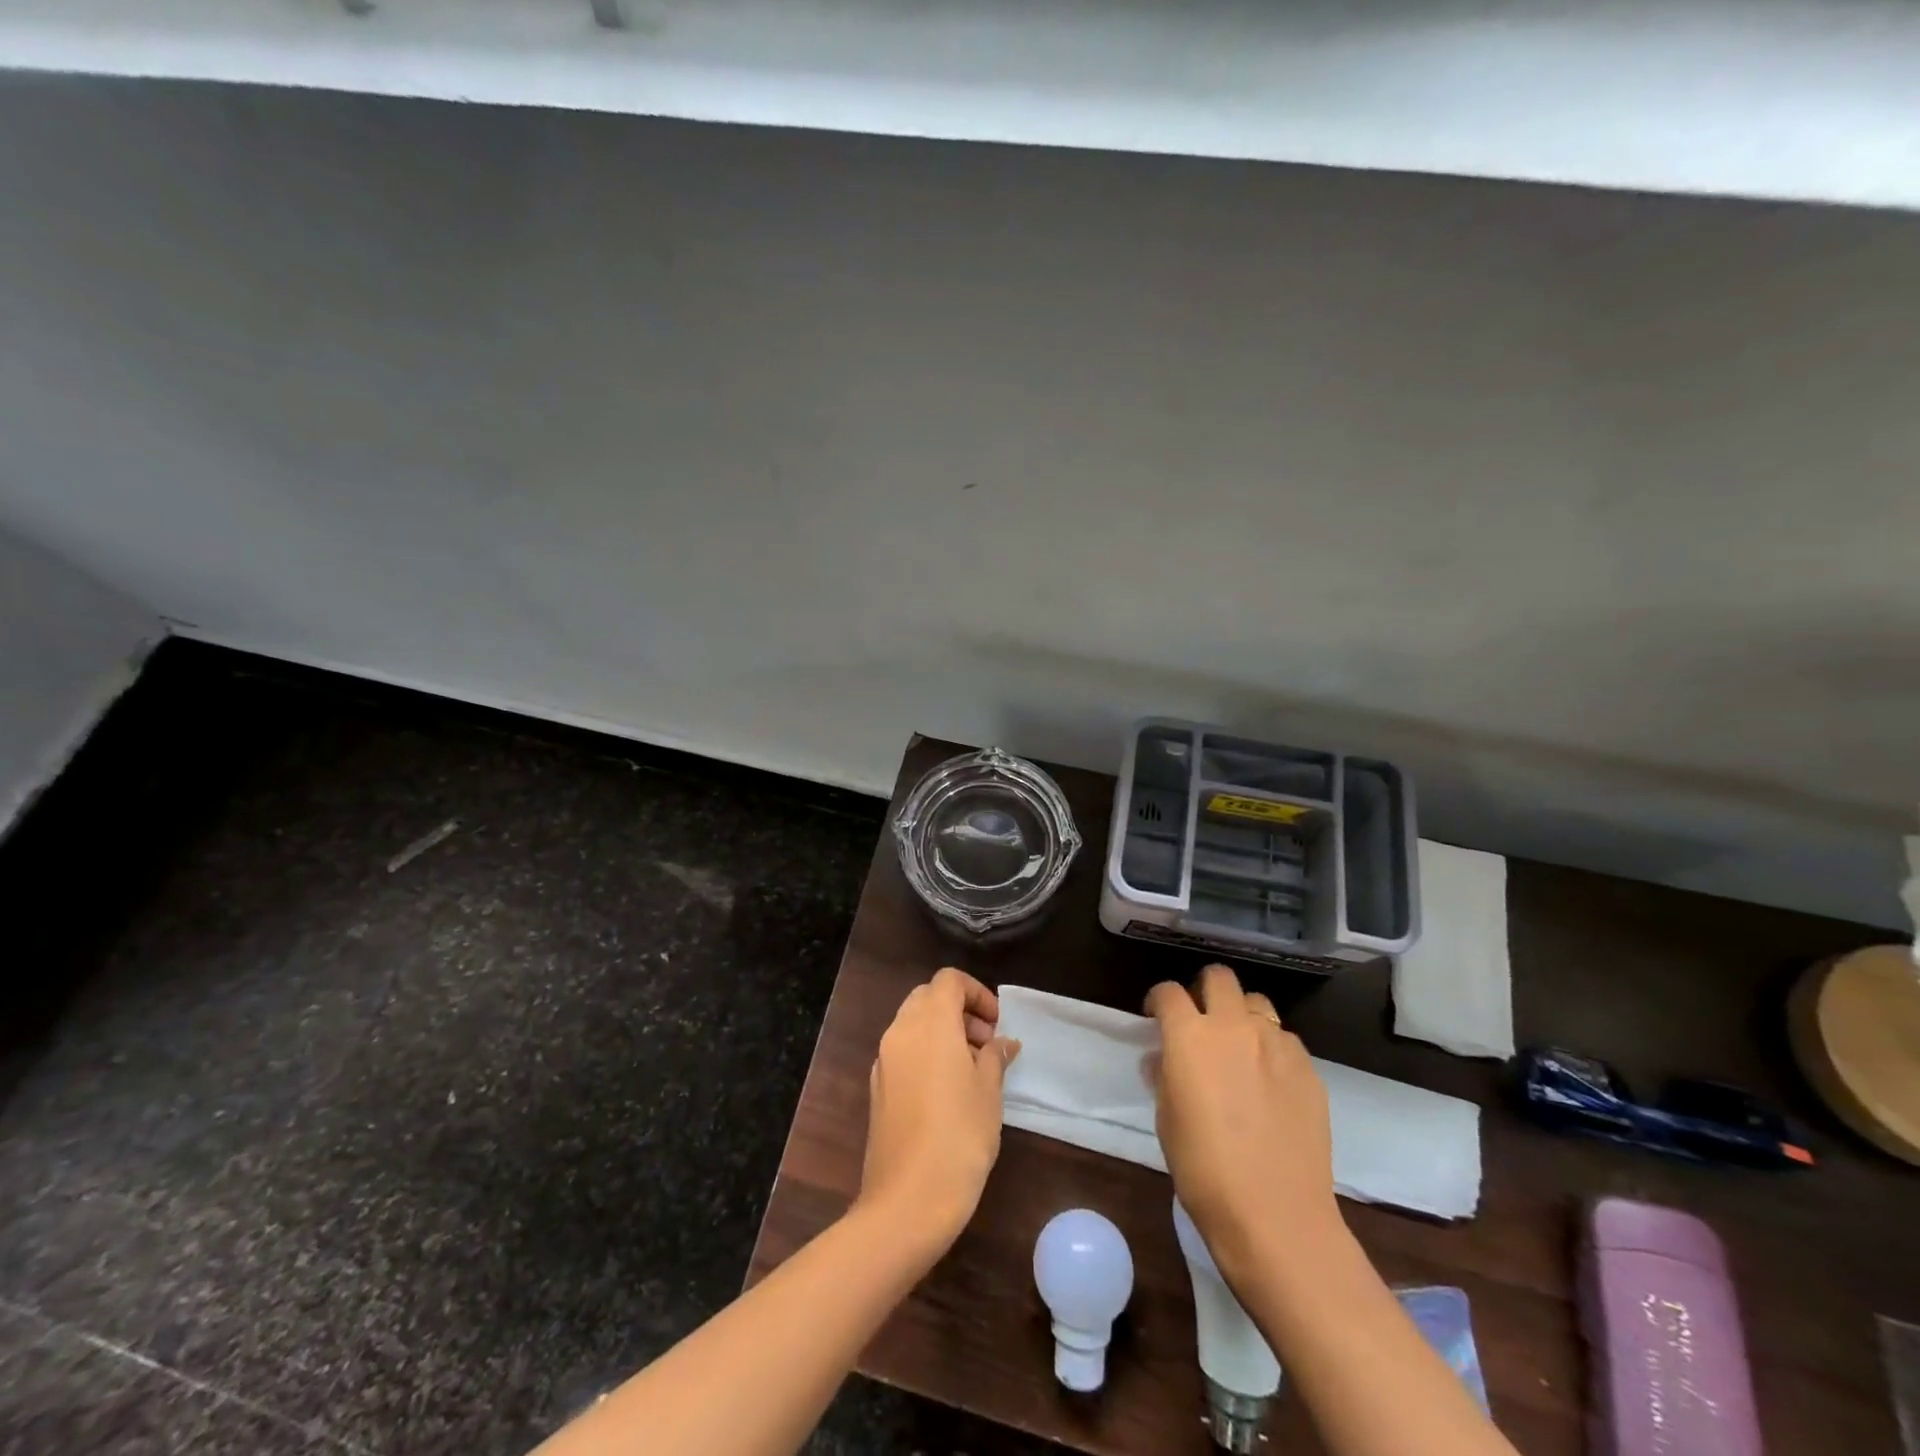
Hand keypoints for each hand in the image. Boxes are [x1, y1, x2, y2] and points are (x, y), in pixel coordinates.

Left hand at [858, 967, 1020, 1252]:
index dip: (976, 992)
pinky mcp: (878, 1089)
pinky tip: (948, 1091)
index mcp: (929, 1023)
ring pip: (913, 1024)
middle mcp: (900, 1031)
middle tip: (986, 1043)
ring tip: (973, 1069)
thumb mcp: (989, 1092)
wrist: (907, 1201)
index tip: (997, 1024)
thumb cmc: (959, 1137)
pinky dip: (925, 1054)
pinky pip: (903, 1052)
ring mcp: (884, 1060)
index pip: (949, 980)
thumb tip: (1003, 1043)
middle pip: (928, 998)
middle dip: (959, 1010)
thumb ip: (995, 1057)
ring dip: (942, 1032)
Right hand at [1147, 964, 1338, 1286]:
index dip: (1159, 1000)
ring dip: (1241, 1016)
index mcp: (1190, 1036)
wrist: (1276, 1216)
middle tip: (1200, 1020)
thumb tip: (1164, 1060)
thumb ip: (1165, 1076)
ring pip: (1257, 1003)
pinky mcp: (1308, 1068)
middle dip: (1204, 990)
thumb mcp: (1167, 1119)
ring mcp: (1277, 1044)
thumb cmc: (1204, 1170)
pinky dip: (1271, 1048)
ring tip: (1239, 1048)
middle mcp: (1234, 1027)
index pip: (1169, 992)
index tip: (1156, 1017)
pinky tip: (1269, 1081)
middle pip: (1219, 978)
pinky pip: (1285, 1039)